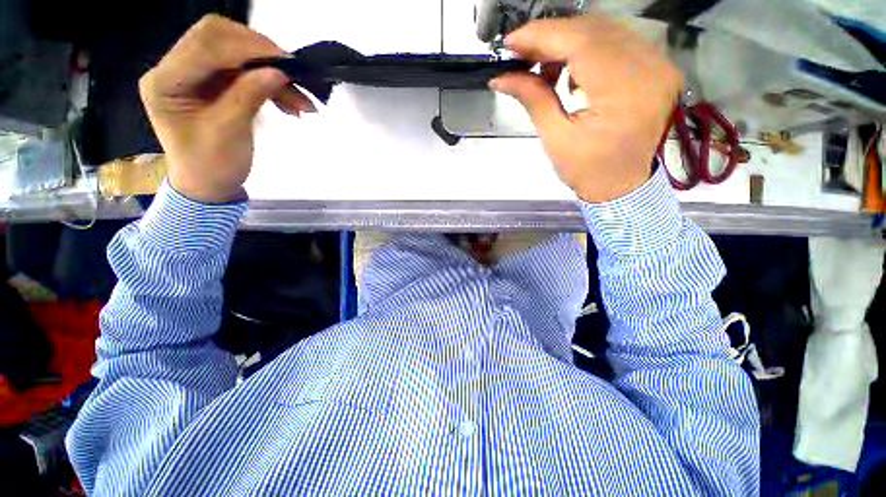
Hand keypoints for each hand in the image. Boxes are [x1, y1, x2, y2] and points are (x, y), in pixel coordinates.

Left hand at [139, 14, 314, 203]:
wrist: (209, 185)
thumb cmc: (212, 166)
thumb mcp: (229, 133)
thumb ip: (249, 96)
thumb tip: (279, 72)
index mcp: (166, 82)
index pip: (205, 44)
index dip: (247, 47)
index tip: (286, 63)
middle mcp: (176, 69)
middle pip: (218, 38)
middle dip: (259, 53)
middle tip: (293, 74)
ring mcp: (195, 75)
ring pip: (236, 55)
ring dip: (271, 73)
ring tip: (301, 100)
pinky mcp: (213, 84)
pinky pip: (245, 73)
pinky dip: (269, 84)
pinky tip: (290, 102)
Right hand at [491, 16, 682, 202]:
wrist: (624, 186)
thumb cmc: (587, 171)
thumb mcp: (555, 138)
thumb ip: (533, 99)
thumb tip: (501, 77)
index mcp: (624, 93)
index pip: (582, 43)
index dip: (543, 35)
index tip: (512, 42)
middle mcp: (650, 69)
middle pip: (595, 30)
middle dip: (552, 36)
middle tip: (522, 53)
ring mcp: (659, 65)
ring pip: (607, 31)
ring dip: (569, 41)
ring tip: (543, 64)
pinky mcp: (658, 68)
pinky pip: (619, 42)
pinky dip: (589, 47)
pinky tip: (570, 68)